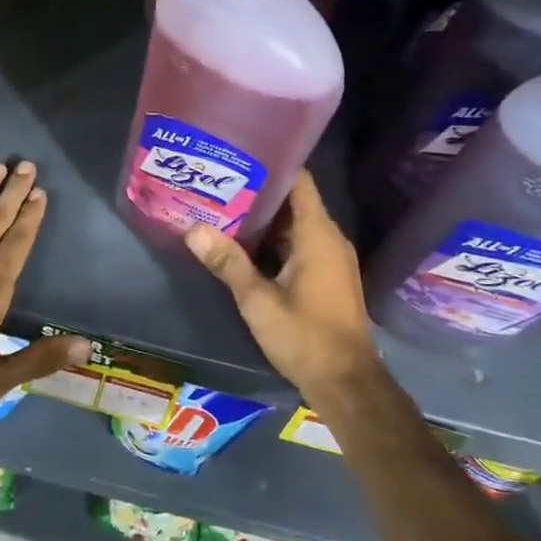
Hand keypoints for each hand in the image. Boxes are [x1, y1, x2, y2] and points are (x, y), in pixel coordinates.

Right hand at [185, 172, 380, 405]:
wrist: (347, 382)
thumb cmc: (305, 336)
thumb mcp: (258, 301)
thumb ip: (228, 263)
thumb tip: (193, 229)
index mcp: (317, 234)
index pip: (298, 180)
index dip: (270, 165)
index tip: (237, 158)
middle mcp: (329, 238)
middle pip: (293, 201)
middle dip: (258, 193)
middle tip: (219, 184)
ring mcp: (331, 257)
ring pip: (295, 224)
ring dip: (264, 219)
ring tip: (223, 209)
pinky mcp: (328, 276)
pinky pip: (300, 244)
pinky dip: (275, 241)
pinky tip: (244, 245)